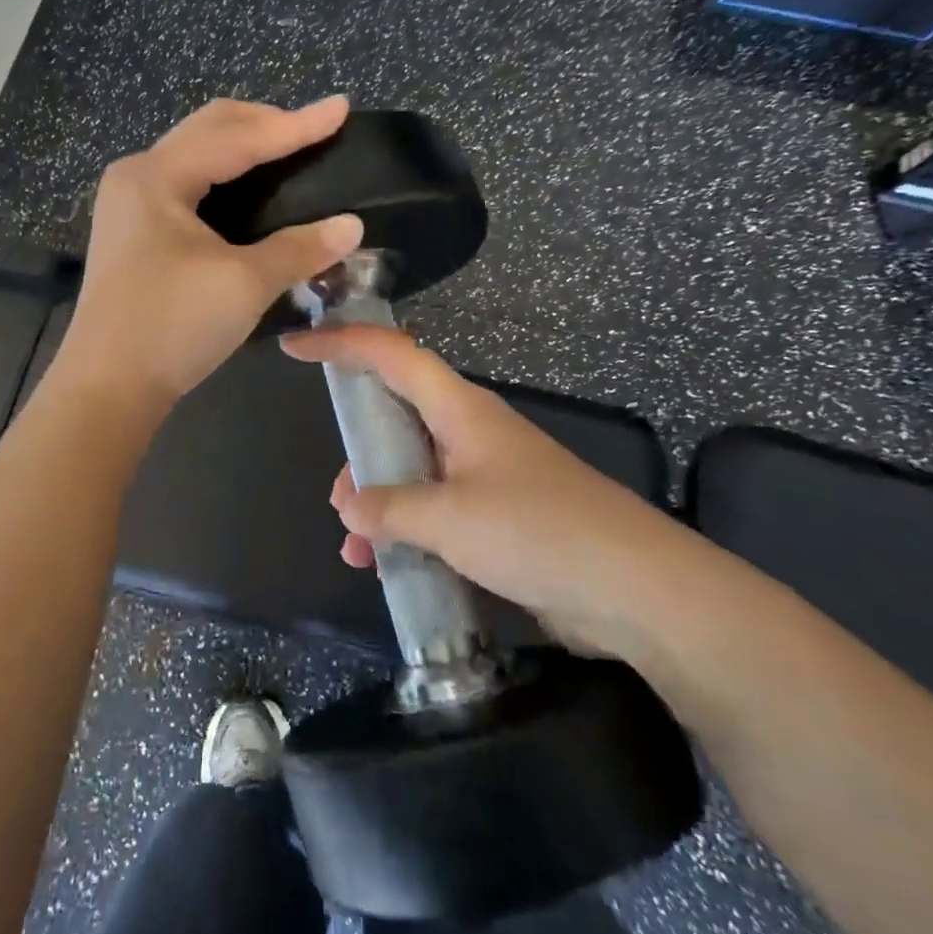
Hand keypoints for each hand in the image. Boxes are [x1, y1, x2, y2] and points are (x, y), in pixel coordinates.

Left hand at [56, 97, 364, 409]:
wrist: (107, 388)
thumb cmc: (171, 327)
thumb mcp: (244, 284)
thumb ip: (300, 248)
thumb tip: (353, 226)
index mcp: (157, 176)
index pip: (239, 138)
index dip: (296, 125)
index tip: (341, 109)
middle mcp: (138, 176)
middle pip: (210, 129)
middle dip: (265, 123)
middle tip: (315, 130)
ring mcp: (130, 203)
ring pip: (196, 153)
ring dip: (243, 146)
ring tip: (289, 151)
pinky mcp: (134, 230)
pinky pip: (187, 182)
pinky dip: (225, 176)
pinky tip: (252, 189)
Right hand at [281, 324, 706, 660]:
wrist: (637, 590)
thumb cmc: (538, 531)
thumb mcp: (450, 518)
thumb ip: (389, 508)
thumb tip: (349, 504)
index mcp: (460, 409)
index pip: (391, 354)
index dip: (341, 343)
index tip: (295, 345)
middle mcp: (470, 432)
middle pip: (399, 413)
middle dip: (360, 446)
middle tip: (338, 490)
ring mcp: (487, 476)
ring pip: (414, 469)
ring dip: (381, 500)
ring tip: (356, 543)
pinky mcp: (501, 518)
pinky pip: (437, 510)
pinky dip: (408, 530)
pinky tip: (389, 567)